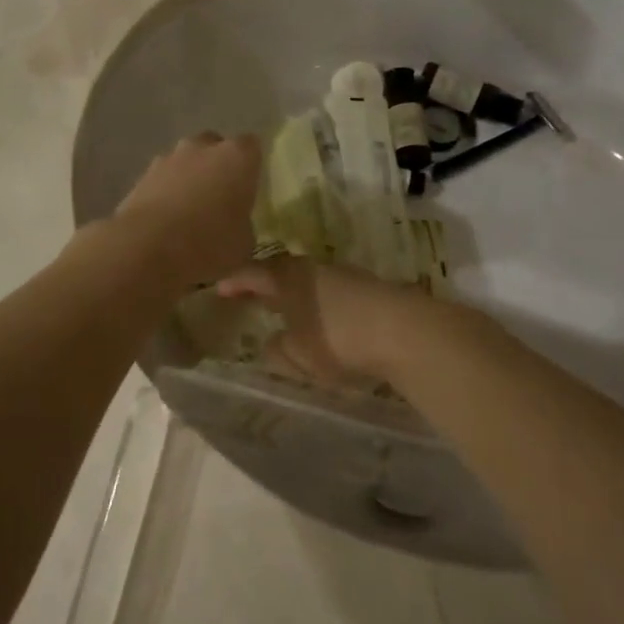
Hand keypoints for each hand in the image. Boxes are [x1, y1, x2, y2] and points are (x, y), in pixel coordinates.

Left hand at [115, 133, 261, 289]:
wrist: (146, 249)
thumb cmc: (208, 243)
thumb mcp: (244, 247)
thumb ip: (245, 228)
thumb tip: (238, 228)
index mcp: (237, 157)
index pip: (252, 146)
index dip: (251, 165)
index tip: (250, 187)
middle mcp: (202, 148)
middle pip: (215, 147)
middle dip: (218, 167)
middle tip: (221, 198)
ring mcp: (168, 158)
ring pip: (185, 162)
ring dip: (189, 179)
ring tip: (190, 213)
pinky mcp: (141, 176)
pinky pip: (162, 180)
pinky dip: (165, 194)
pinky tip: (165, 222)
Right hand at [215, 256, 449, 385]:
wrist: (404, 330)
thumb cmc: (338, 339)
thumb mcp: (298, 355)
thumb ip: (278, 350)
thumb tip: (270, 342)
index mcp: (287, 277)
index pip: (251, 273)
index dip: (234, 281)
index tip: (219, 289)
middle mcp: (312, 268)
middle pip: (281, 270)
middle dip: (264, 284)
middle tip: (250, 296)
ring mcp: (343, 273)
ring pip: (308, 278)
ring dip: (293, 292)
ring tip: (285, 309)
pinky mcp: (368, 286)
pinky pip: (330, 289)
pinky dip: (317, 300)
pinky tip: (321, 317)